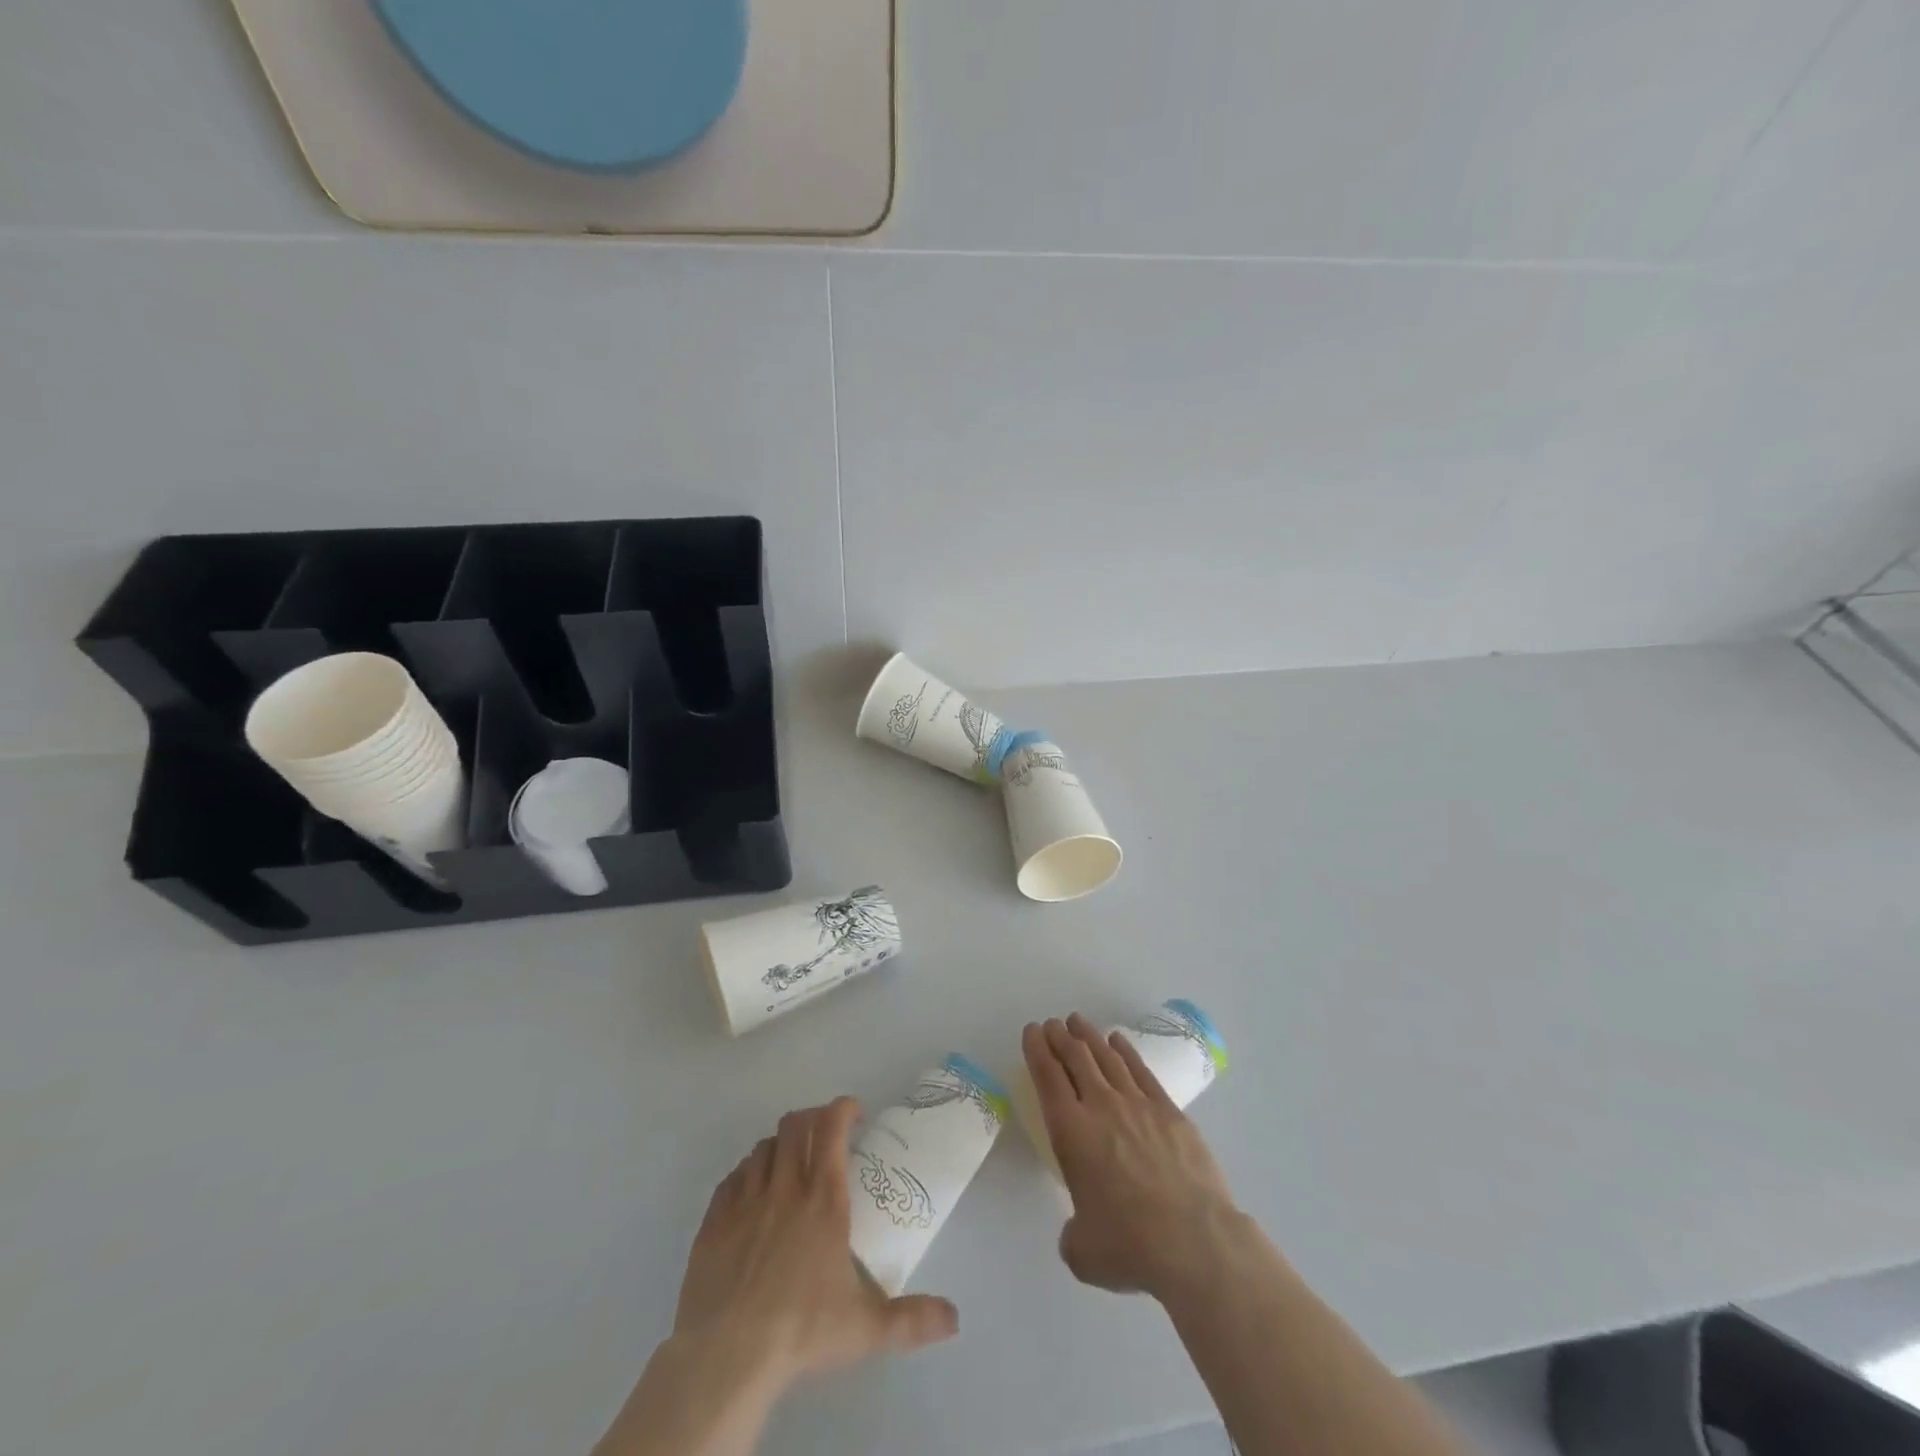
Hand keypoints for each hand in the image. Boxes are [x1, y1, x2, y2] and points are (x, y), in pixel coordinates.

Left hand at [674, 1097, 959, 1387]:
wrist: (726, 1358)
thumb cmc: (802, 1331)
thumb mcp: (866, 1328)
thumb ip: (913, 1319)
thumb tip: (955, 1319)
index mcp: (823, 1198)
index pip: (832, 1127)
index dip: (843, 1109)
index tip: (856, 1114)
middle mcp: (784, 1187)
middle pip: (795, 1124)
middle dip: (813, 1118)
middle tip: (826, 1135)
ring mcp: (745, 1201)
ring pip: (762, 1147)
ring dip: (779, 1146)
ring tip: (790, 1164)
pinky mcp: (714, 1221)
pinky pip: (732, 1178)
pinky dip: (746, 1174)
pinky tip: (753, 1193)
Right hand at [1022, 1015, 1244, 1301]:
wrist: (1194, 1242)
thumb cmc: (1130, 1246)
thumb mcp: (1082, 1250)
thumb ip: (1072, 1231)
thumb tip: (1081, 1229)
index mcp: (1070, 1132)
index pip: (1047, 1076)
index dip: (1036, 1050)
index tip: (1032, 1031)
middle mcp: (1100, 1106)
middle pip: (1075, 1058)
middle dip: (1060, 1037)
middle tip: (1052, 1024)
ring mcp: (1137, 1104)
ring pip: (1107, 1057)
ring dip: (1088, 1036)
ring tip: (1078, 1022)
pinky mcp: (1169, 1111)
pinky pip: (1141, 1070)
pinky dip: (1125, 1051)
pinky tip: (1118, 1040)